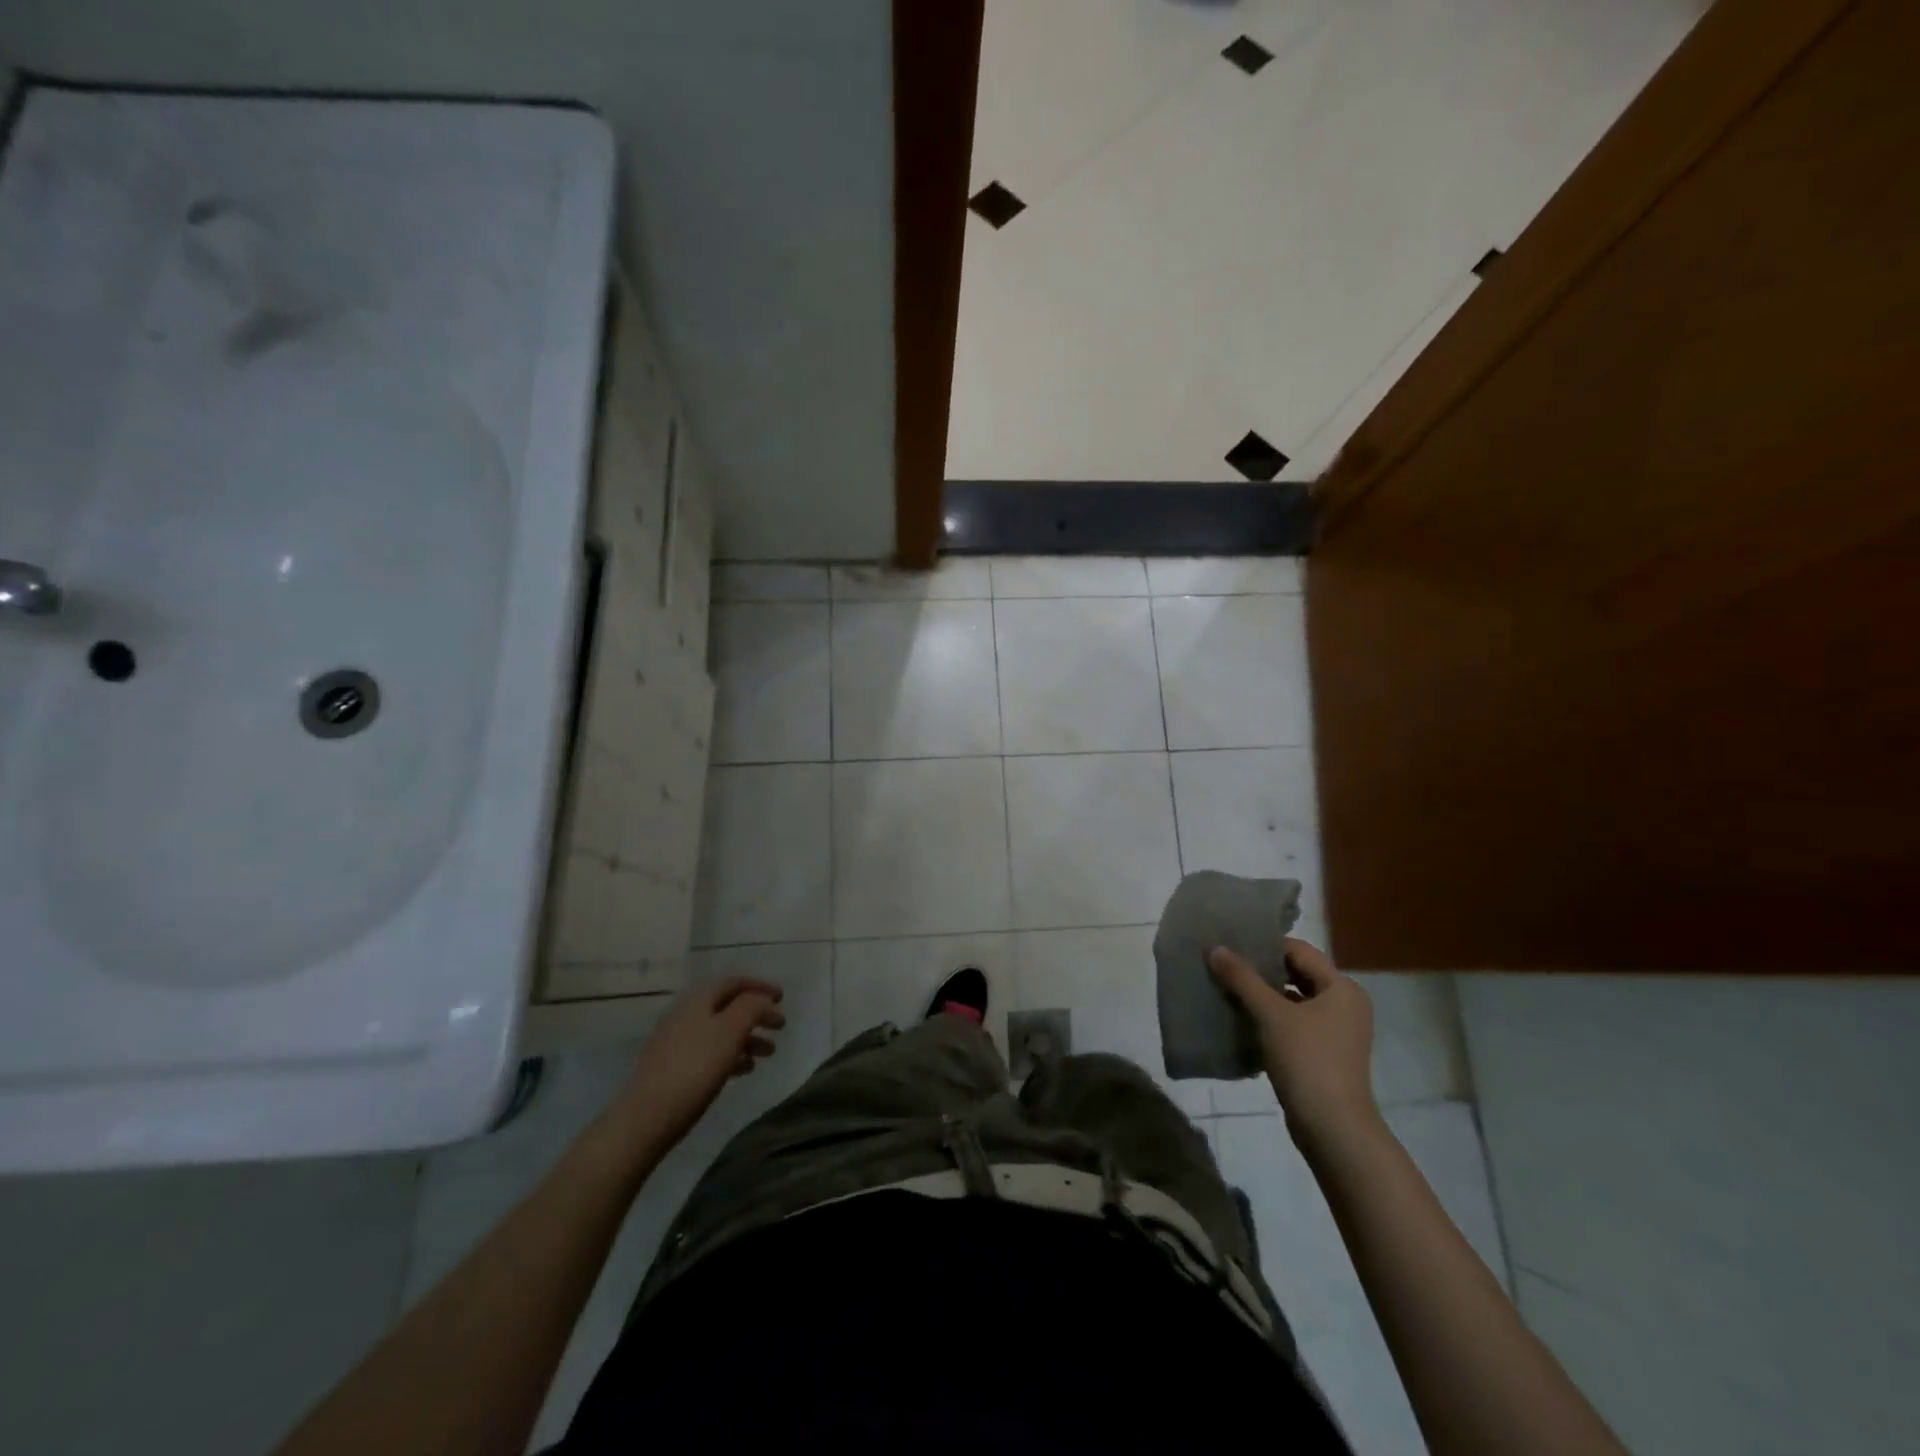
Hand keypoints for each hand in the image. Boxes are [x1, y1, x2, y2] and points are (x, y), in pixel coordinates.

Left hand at [606, 977, 785, 1150]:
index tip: (783, 998)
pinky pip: (709, 1052)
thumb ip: (751, 1008)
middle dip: (756, 1014)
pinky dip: (731, 1055)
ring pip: (720, 1031)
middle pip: (728, 1007)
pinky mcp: (673, 1068)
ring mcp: (676, 1042)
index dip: (760, 986)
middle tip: (780, 1027)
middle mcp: (685, 1015)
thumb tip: (763, 1000)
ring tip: (769, 1053)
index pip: (734, 982)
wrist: (647, 1117)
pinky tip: (744, 1069)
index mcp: (697, 1000)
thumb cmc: (695, 1068)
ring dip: (747, 1037)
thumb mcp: (730, 1031)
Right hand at [1208, 939, 1375, 1145]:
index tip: (1231, 946)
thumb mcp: (1270, 1014)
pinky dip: (1270, 1020)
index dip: (1265, 946)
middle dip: (1260, 972)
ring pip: (1293, 1001)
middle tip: (1224, 966)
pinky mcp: (1324, 1054)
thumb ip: (1242, 979)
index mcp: (1342, 988)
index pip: (1299, 951)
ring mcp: (1337, 1032)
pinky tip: (1241, 1021)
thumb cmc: (1307, 1060)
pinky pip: (1293, 1024)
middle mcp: (1345, 1005)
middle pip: (1297, 975)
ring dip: (1262, 996)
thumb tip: (1215, 948)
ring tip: (1226, 991)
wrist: (1333, 1129)